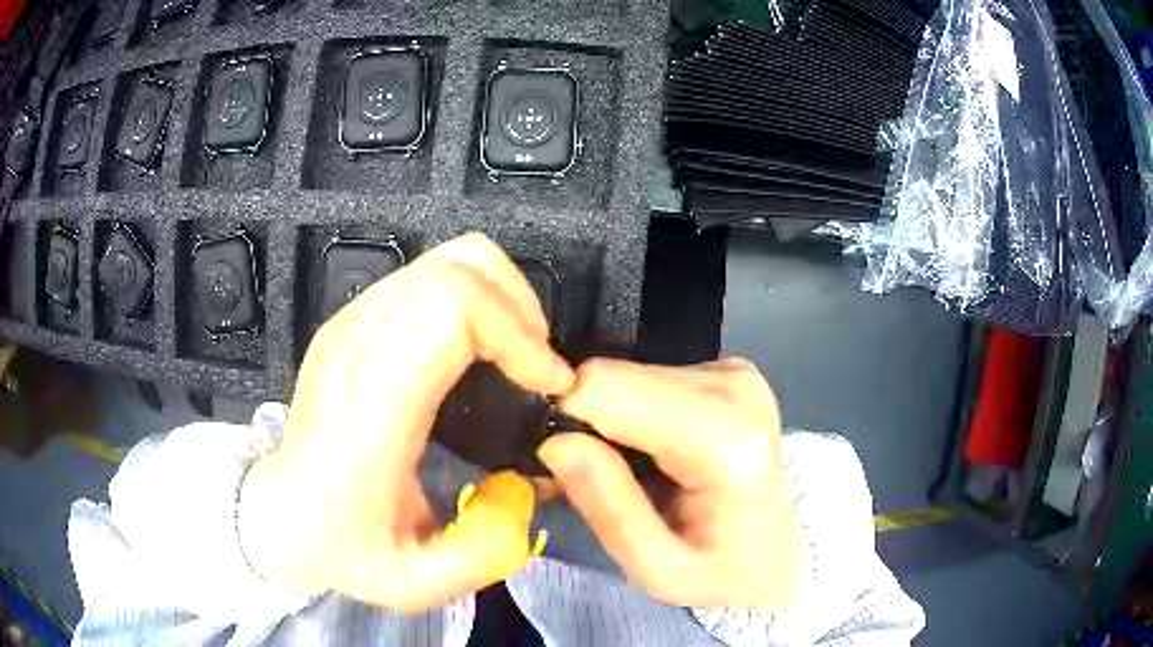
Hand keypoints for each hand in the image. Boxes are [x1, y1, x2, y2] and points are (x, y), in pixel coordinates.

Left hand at [239, 234, 572, 612]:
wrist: (279, 515)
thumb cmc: (340, 548)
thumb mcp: (415, 582)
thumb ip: (485, 549)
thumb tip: (533, 488)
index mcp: (370, 406)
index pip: (450, 309)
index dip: (517, 332)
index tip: (549, 383)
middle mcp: (356, 345)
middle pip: (457, 267)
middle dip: (520, 306)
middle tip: (539, 366)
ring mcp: (350, 322)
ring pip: (447, 259)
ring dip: (500, 297)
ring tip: (517, 355)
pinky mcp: (353, 319)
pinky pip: (429, 276)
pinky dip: (473, 299)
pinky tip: (478, 353)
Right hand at [539, 358, 801, 609]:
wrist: (783, 552)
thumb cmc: (723, 572)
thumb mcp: (657, 569)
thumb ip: (607, 507)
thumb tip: (554, 441)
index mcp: (724, 439)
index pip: (607, 388)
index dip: (570, 421)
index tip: (564, 468)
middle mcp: (733, 387)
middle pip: (615, 376)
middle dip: (590, 424)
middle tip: (598, 479)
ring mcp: (734, 372)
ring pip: (628, 373)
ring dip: (614, 421)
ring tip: (633, 472)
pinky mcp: (729, 369)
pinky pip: (651, 377)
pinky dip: (638, 413)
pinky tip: (657, 451)